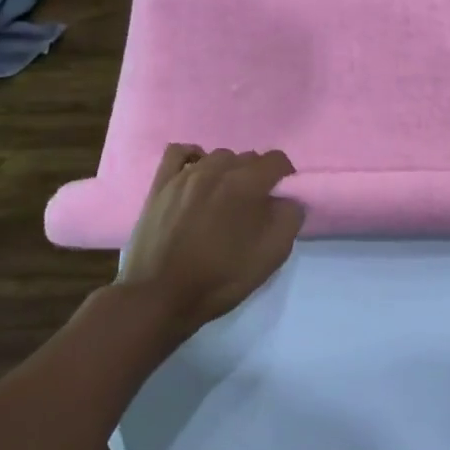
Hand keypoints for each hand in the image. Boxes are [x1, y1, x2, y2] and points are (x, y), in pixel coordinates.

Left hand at [115, 143, 304, 334]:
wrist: (159, 297)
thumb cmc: (220, 278)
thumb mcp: (272, 255)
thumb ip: (290, 218)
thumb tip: (287, 200)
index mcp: (246, 184)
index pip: (276, 160)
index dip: (285, 177)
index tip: (282, 198)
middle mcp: (216, 169)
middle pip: (247, 158)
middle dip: (257, 176)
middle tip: (254, 206)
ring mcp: (185, 175)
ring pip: (217, 157)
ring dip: (228, 171)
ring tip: (224, 198)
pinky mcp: (160, 185)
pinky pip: (180, 153)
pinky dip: (193, 158)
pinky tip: (196, 175)